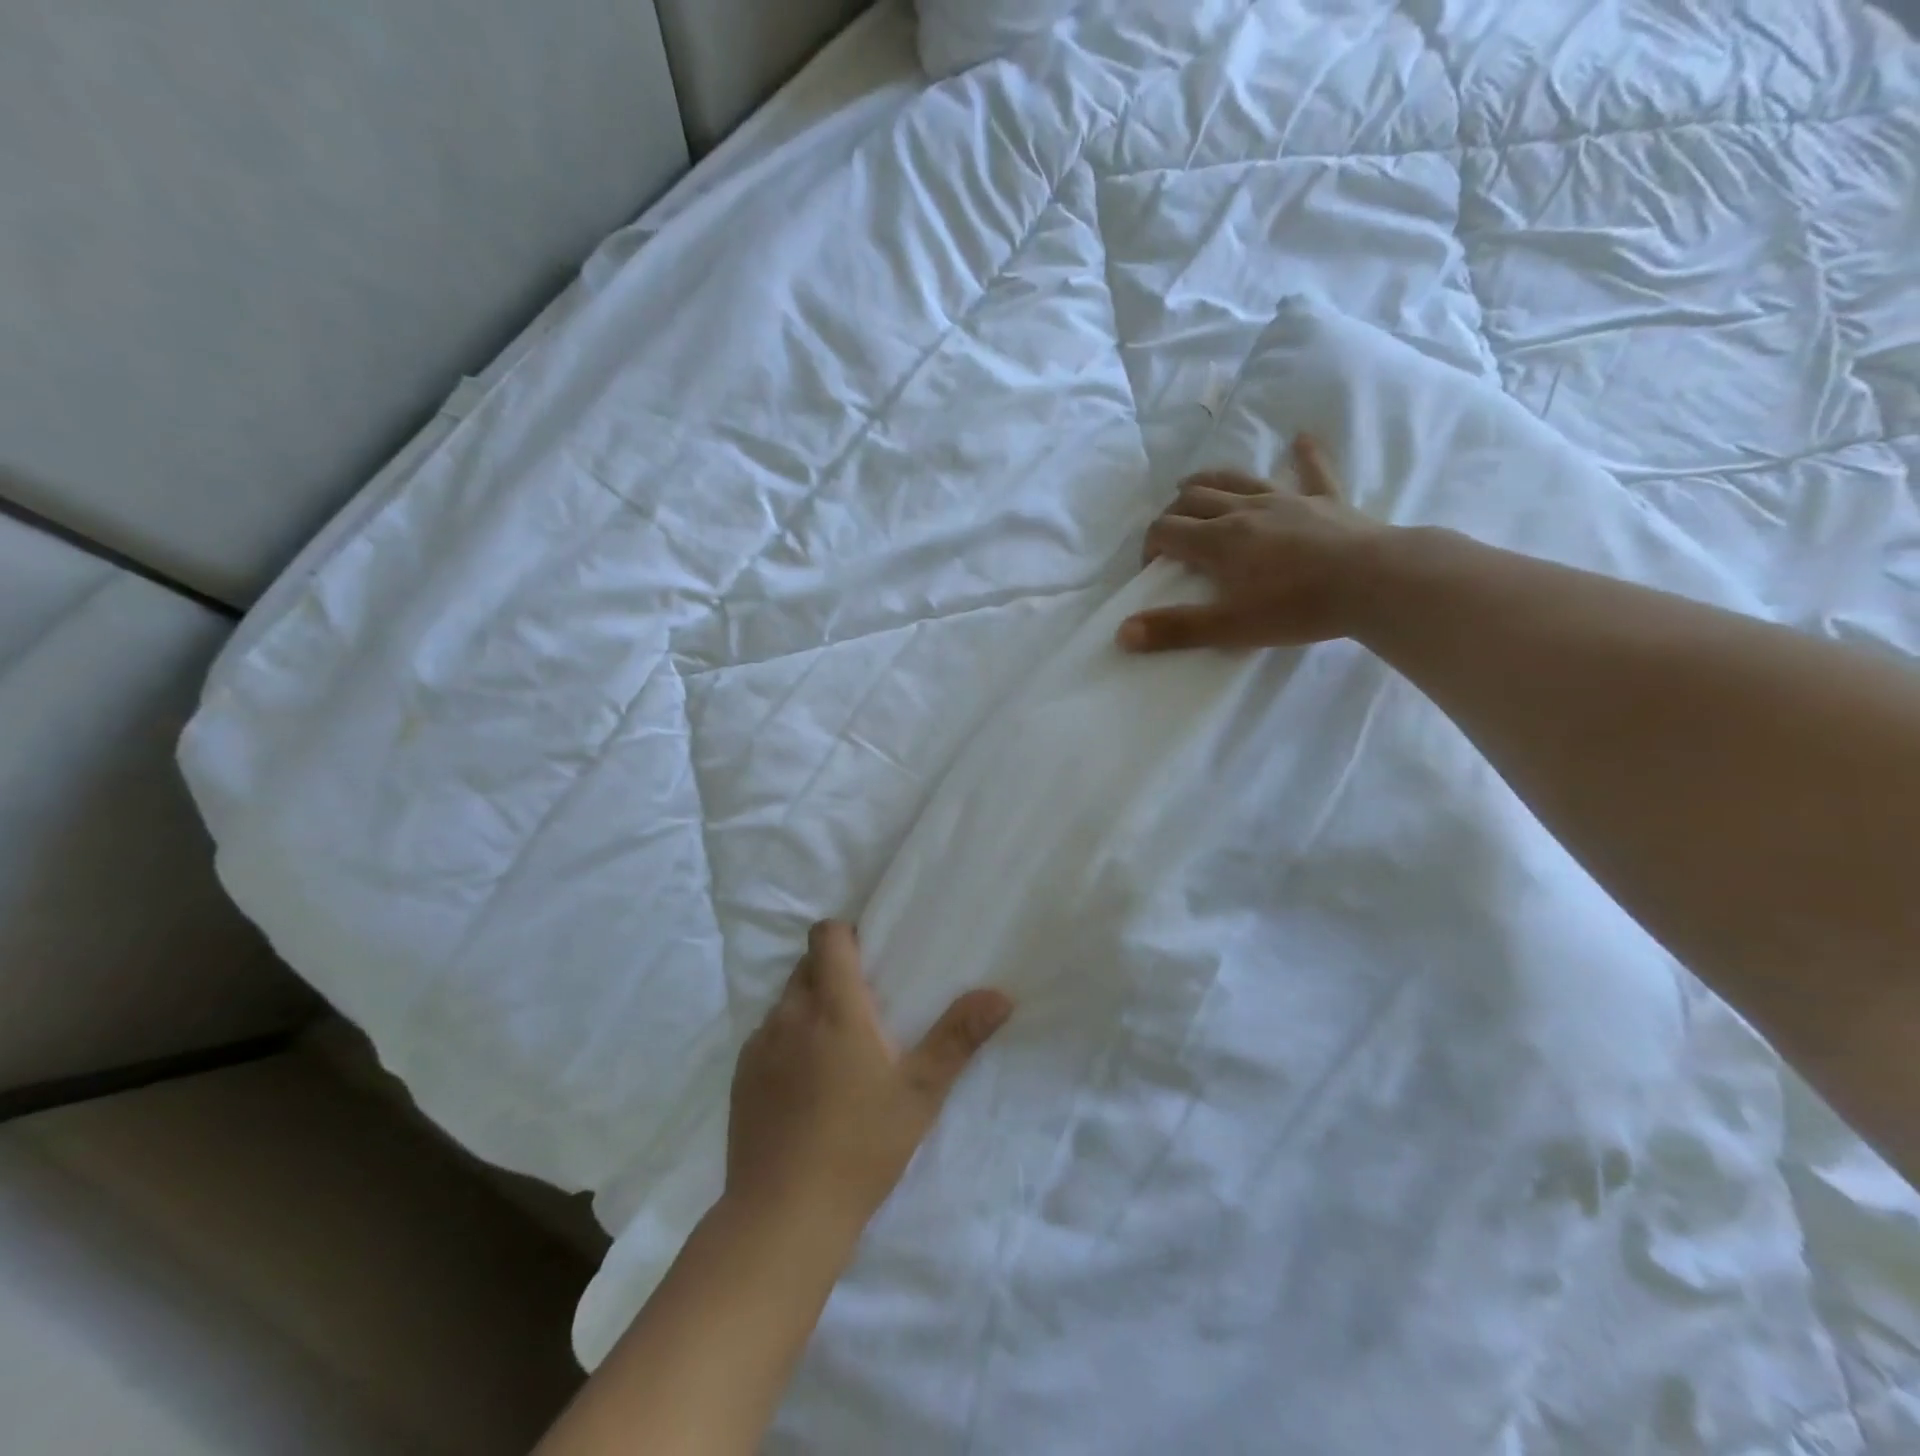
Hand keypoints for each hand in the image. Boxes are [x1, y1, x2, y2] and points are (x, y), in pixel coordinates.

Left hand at [725, 921, 1013, 1241]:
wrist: (783, 1217)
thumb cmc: (861, 1146)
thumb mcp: (921, 1092)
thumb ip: (958, 1036)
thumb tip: (1001, 994)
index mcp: (833, 1007)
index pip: (826, 935)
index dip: (846, 935)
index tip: (871, 957)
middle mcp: (790, 1014)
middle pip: (807, 965)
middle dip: (834, 972)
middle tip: (866, 1006)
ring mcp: (759, 1045)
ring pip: (786, 1001)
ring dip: (810, 1007)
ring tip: (837, 1048)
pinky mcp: (740, 1076)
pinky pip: (766, 1036)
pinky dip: (787, 1041)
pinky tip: (806, 1084)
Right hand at [1118, 434, 1385, 652]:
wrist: (1374, 582)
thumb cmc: (1296, 607)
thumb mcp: (1229, 627)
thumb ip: (1175, 629)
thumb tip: (1122, 633)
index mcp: (1218, 541)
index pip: (1166, 531)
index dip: (1151, 546)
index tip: (1153, 567)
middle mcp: (1244, 511)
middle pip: (1195, 499)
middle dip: (1173, 511)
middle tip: (1170, 531)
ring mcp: (1286, 500)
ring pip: (1237, 479)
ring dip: (1211, 480)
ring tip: (1193, 484)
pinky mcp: (1325, 500)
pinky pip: (1313, 470)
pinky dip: (1304, 454)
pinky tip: (1300, 438)